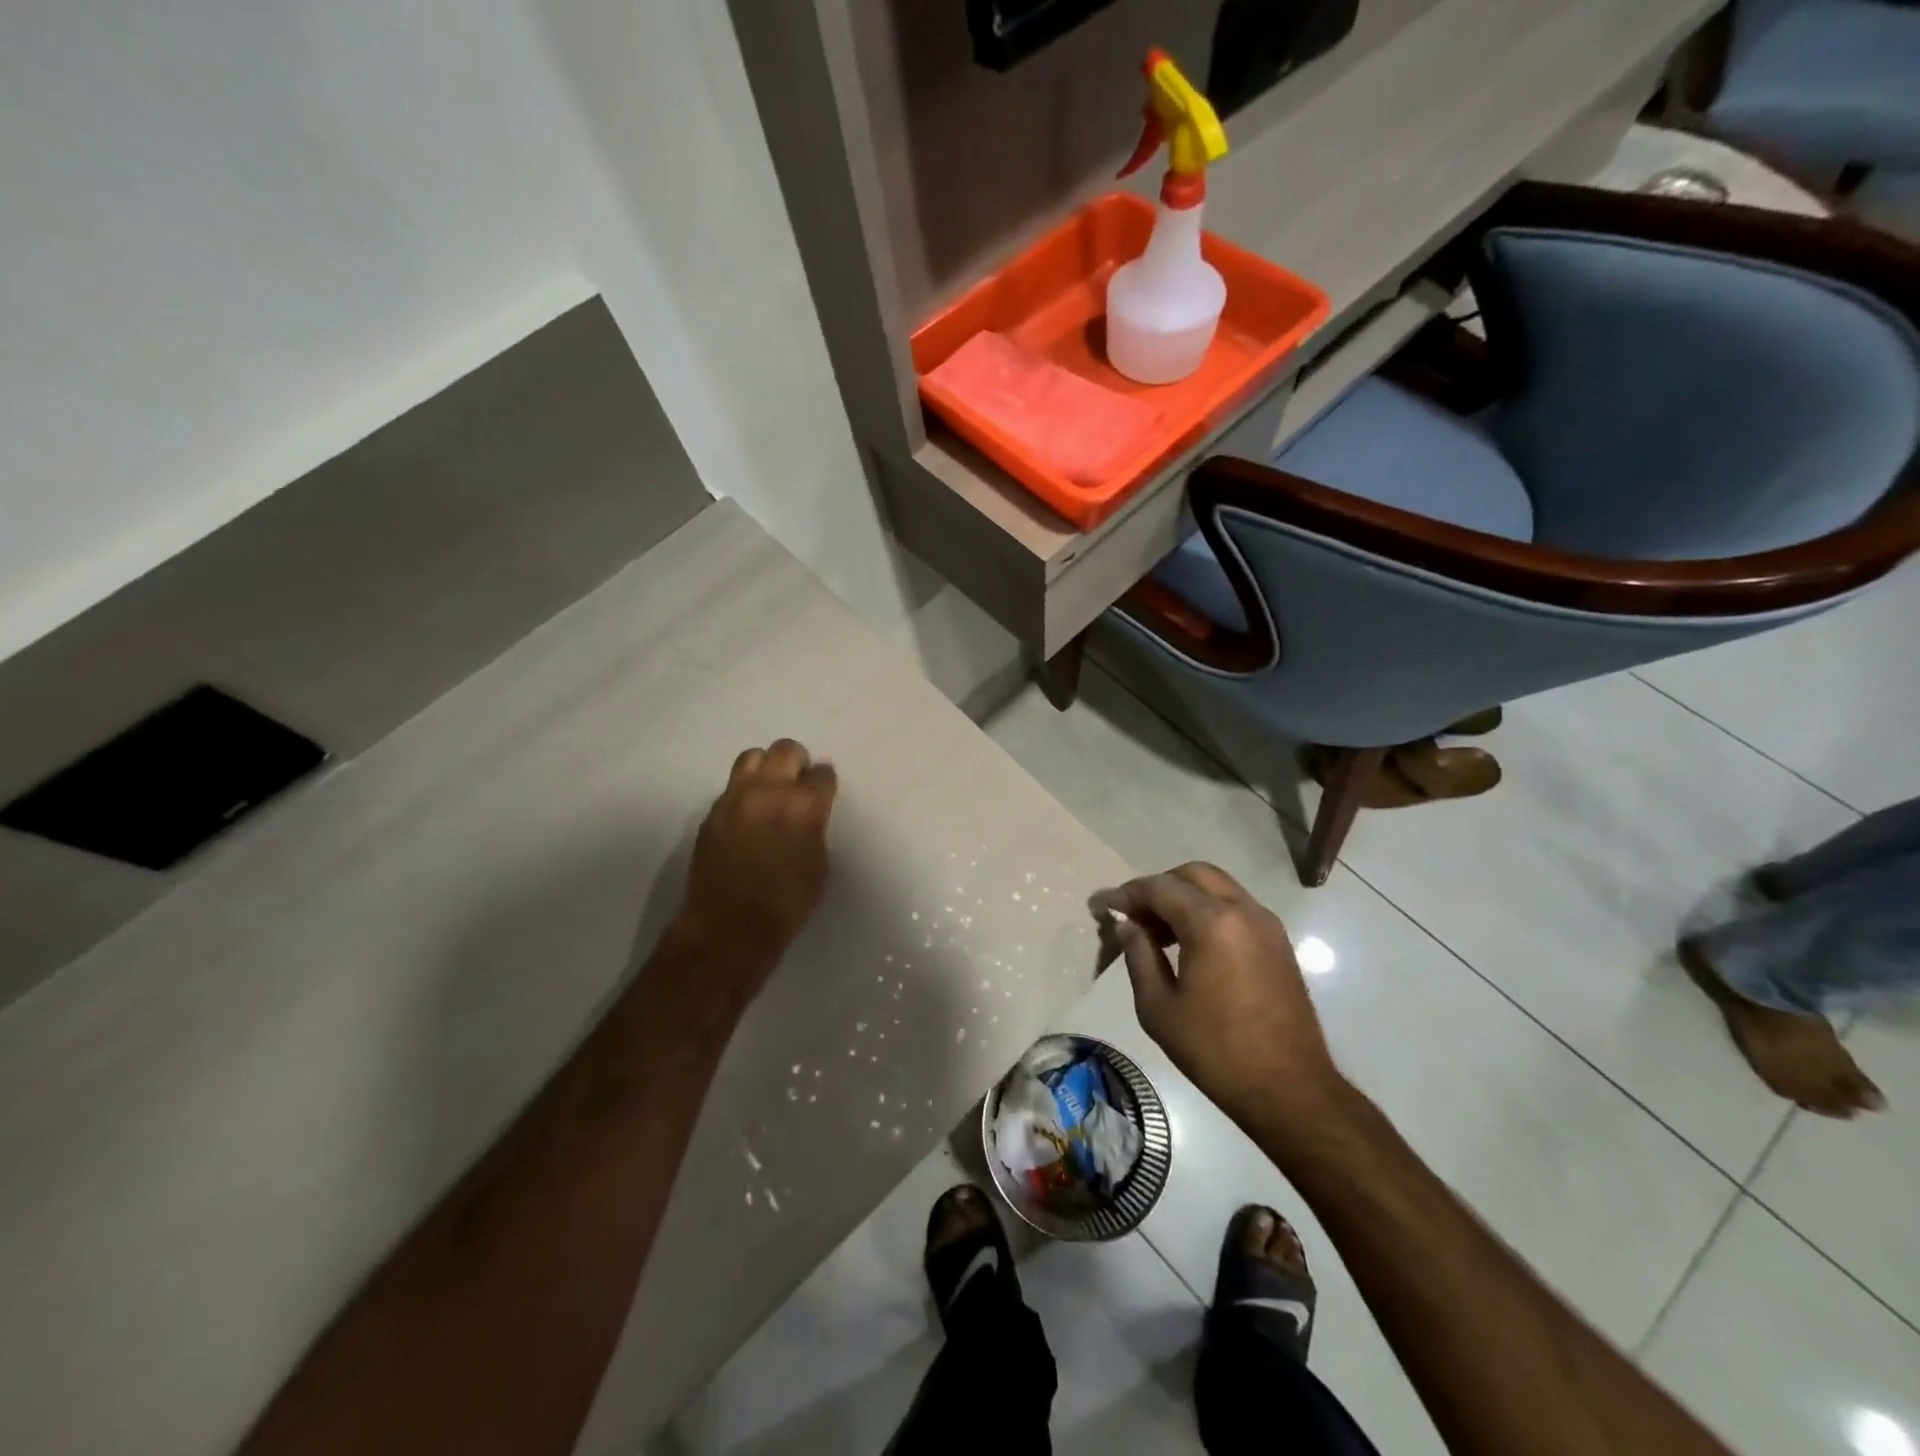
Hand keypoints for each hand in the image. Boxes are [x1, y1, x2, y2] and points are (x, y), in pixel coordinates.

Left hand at [670, 739, 838, 992]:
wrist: (729, 928)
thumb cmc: (787, 905)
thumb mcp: (818, 865)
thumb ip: (815, 828)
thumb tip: (810, 813)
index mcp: (803, 806)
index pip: (821, 774)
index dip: (825, 781)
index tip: (824, 789)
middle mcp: (768, 792)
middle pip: (785, 750)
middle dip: (797, 761)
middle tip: (799, 782)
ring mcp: (735, 799)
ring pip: (752, 757)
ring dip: (767, 767)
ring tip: (771, 789)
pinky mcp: (712, 812)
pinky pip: (732, 786)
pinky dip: (745, 791)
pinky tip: (749, 814)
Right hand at [1096, 863, 1346, 1135]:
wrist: (1289, 1089)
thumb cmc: (1215, 1051)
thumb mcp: (1158, 1008)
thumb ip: (1139, 955)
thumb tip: (1128, 925)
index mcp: (1212, 923)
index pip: (1160, 888)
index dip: (1128, 894)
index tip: (1105, 907)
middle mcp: (1243, 911)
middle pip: (1193, 875)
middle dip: (1159, 887)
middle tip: (1135, 916)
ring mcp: (1267, 925)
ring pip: (1218, 888)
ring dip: (1186, 897)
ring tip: (1159, 933)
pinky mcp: (1279, 943)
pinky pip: (1237, 908)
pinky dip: (1209, 911)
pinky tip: (1192, 945)